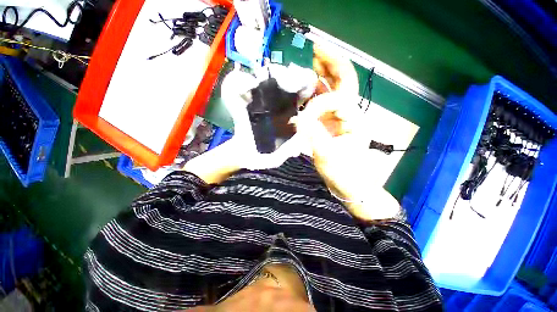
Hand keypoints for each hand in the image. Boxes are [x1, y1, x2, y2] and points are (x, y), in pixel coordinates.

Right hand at [295, 47, 400, 220]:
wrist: (351, 184)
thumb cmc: (344, 173)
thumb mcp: (327, 156)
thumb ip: (314, 136)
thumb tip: (299, 120)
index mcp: (353, 119)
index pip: (336, 98)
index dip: (318, 104)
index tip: (302, 119)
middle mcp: (350, 113)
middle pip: (344, 82)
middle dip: (332, 64)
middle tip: (317, 50)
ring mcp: (341, 117)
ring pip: (335, 90)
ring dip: (324, 75)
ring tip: (313, 61)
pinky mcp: (333, 123)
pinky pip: (325, 102)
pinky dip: (318, 92)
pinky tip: (309, 87)